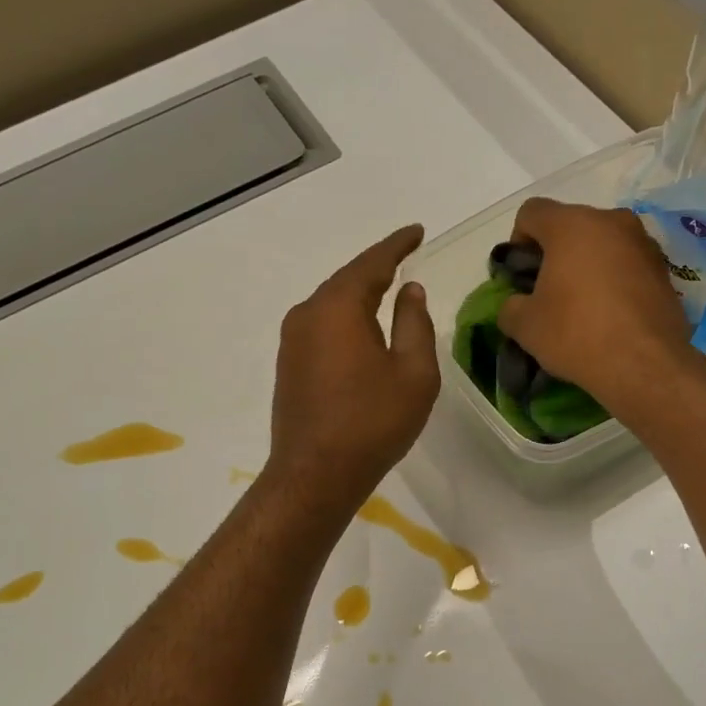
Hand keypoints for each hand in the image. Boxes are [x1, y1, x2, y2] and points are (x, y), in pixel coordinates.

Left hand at [266, 225, 438, 510]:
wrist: (315, 474)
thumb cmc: (372, 422)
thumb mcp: (413, 372)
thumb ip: (414, 323)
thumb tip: (410, 290)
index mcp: (339, 307)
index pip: (372, 262)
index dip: (397, 245)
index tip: (417, 231)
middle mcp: (307, 314)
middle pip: (347, 280)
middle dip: (377, 268)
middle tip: (405, 257)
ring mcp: (292, 340)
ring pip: (332, 304)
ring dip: (360, 296)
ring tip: (388, 291)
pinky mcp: (288, 365)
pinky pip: (322, 327)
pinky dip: (346, 320)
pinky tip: (362, 330)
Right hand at [497, 198, 692, 414]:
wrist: (644, 364)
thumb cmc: (576, 334)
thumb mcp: (525, 326)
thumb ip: (510, 306)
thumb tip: (516, 304)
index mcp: (571, 225)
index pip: (531, 212)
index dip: (518, 241)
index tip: (521, 275)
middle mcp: (611, 221)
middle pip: (570, 224)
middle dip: (555, 252)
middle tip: (548, 291)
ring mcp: (643, 242)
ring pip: (602, 242)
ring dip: (587, 264)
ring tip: (582, 303)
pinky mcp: (664, 268)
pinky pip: (627, 262)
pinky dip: (614, 278)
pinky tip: (610, 313)